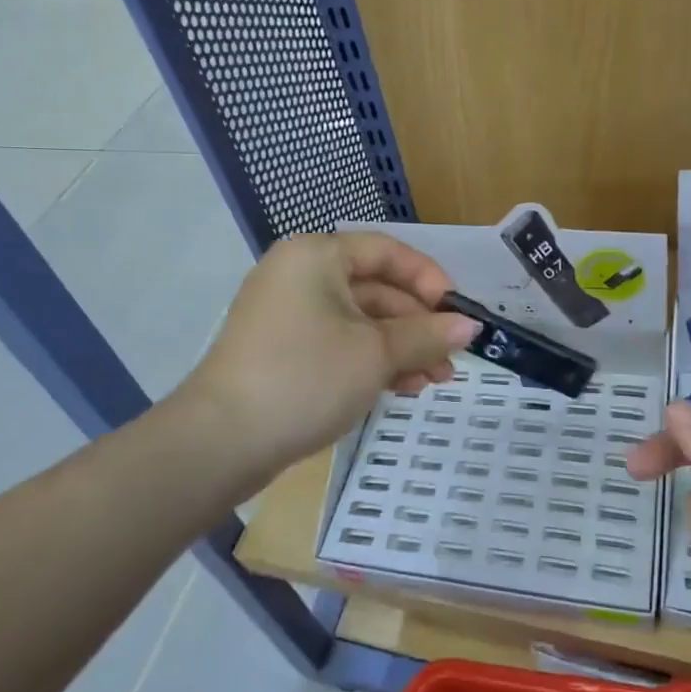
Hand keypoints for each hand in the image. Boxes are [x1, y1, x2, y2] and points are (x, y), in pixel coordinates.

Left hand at [176, 232, 478, 493]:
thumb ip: (427, 335)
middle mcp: (299, 275)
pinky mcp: (282, 352)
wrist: (221, 440)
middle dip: (418, 325)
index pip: (386, 251)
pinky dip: (371, 362)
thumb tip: (469, 326)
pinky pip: (338, 344)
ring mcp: (287, 315)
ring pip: (359, 322)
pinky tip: (402, 389)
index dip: (428, 278)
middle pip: (375, 289)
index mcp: (317, 256)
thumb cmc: (306, 377)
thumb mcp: (376, 354)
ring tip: (435, 382)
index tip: (457, 311)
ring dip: (400, 349)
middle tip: (452, 359)